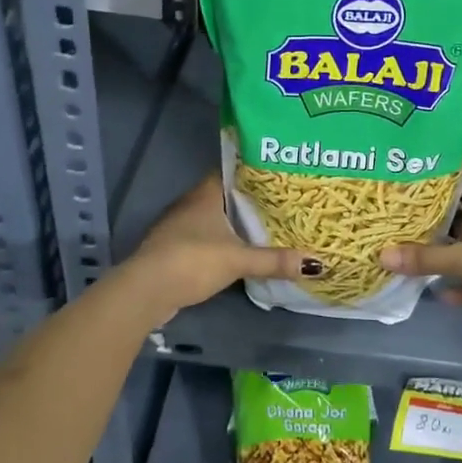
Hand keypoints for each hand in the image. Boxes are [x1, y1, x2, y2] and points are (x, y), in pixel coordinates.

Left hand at [124, 173, 321, 312]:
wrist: (145, 291)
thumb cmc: (192, 261)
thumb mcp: (238, 260)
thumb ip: (274, 260)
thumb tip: (316, 263)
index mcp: (204, 194)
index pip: (231, 172)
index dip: (253, 173)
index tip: (278, 177)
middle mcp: (189, 204)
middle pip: (224, 196)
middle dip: (248, 201)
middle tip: (280, 203)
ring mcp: (178, 228)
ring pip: (213, 219)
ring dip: (233, 224)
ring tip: (265, 227)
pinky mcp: (173, 250)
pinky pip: (204, 239)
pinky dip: (221, 243)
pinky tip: (238, 252)